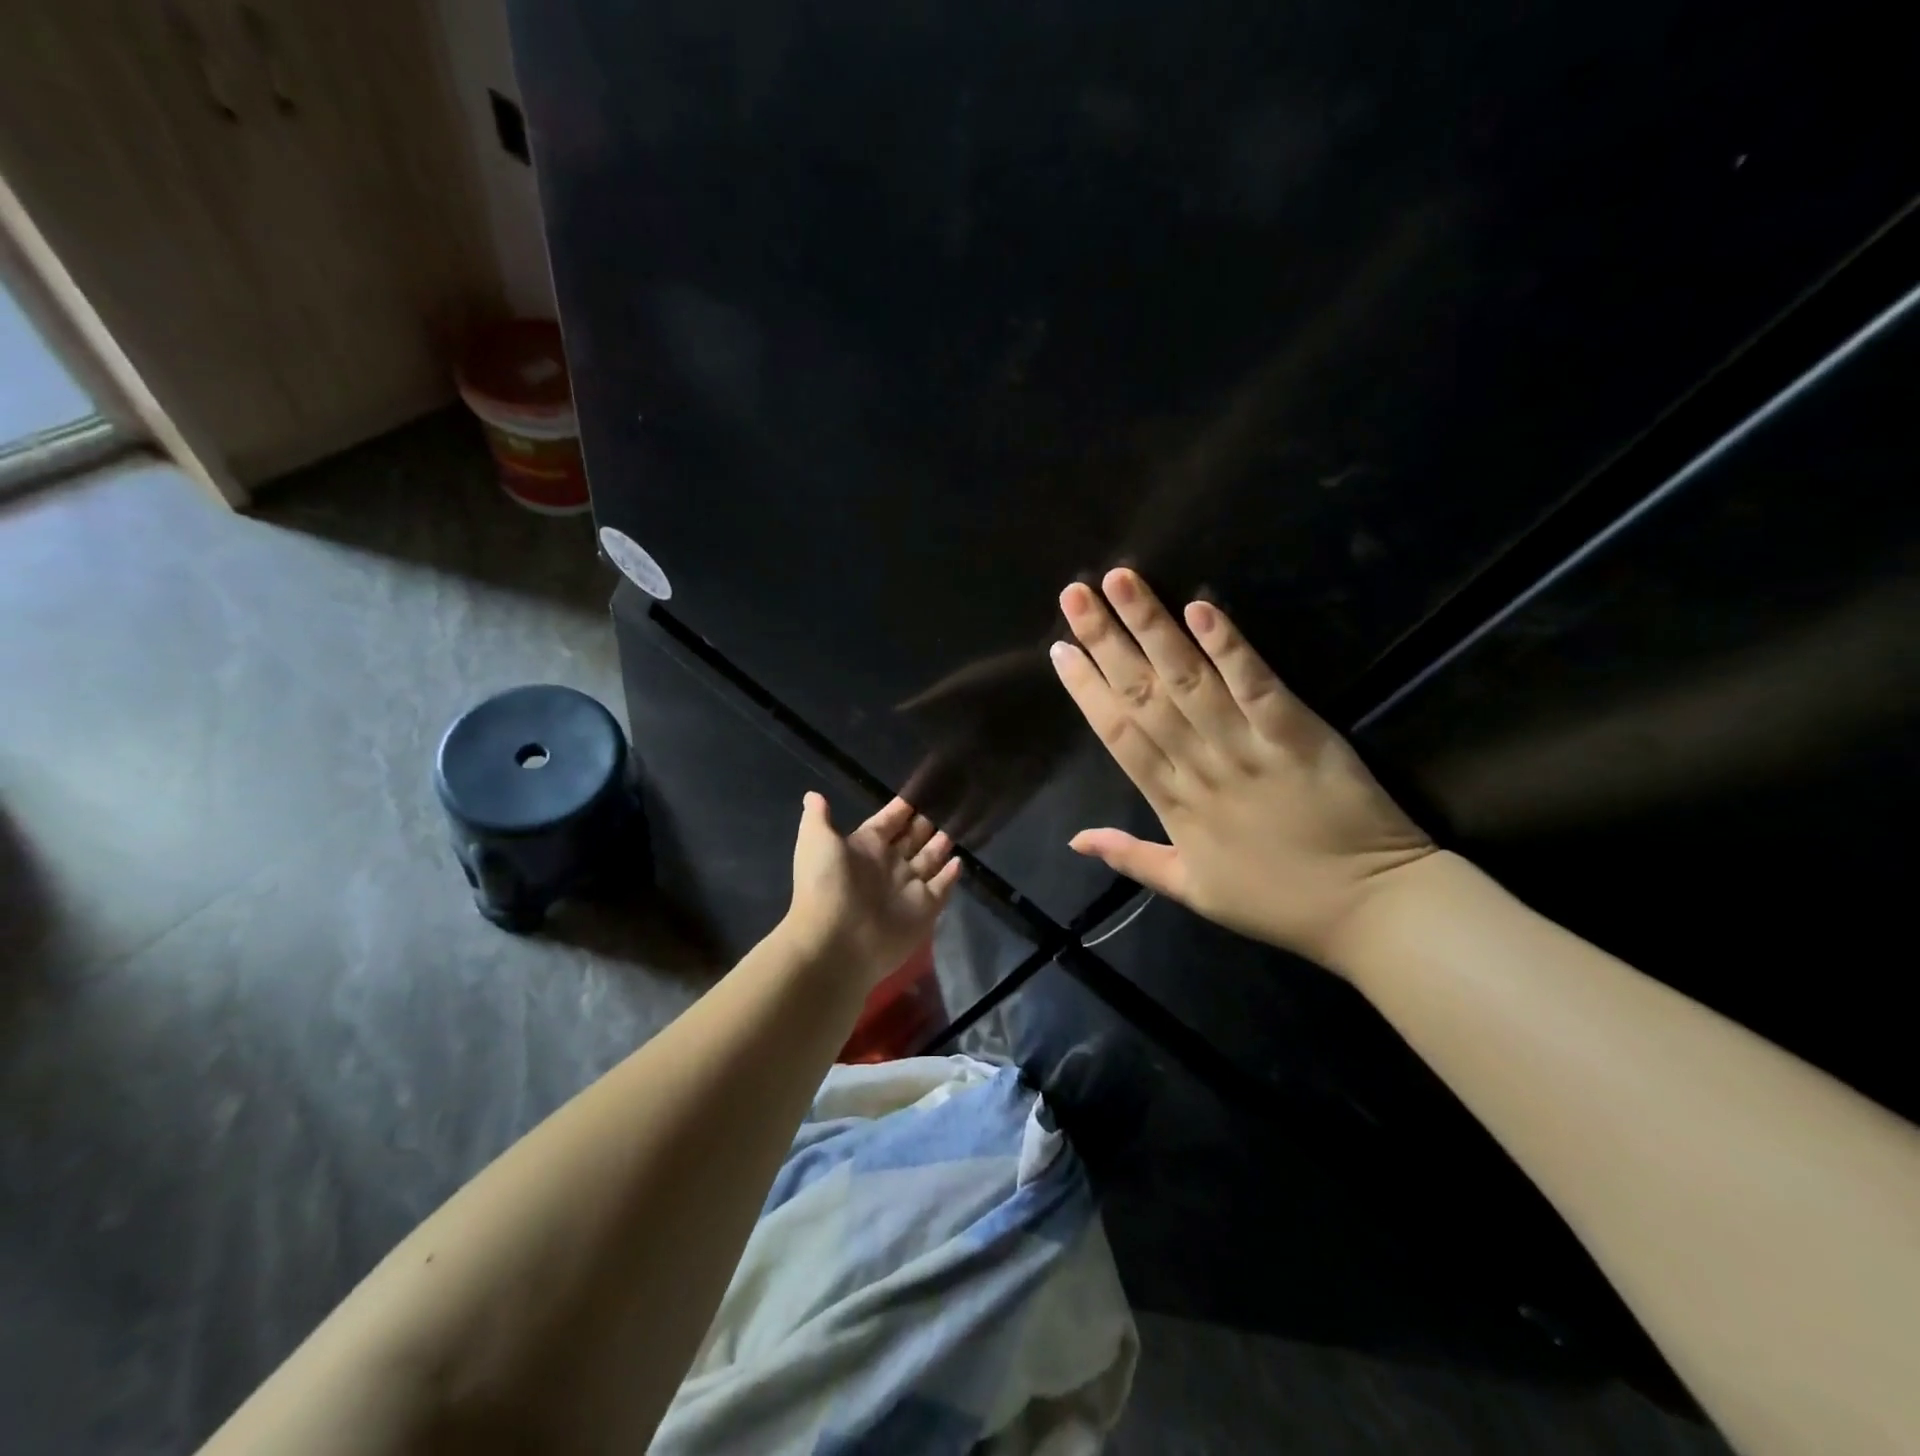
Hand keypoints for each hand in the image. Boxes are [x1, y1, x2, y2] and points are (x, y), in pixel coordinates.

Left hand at [783, 793, 962, 987]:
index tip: (923, 789)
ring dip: (941, 844)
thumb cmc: (826, 886)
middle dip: (927, 823)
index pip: (889, 821)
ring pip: (929, 859)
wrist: (836, 943)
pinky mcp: (925, 909)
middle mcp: (889, 864)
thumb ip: (819, 817)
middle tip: (949, 803)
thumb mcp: (816, 841)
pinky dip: (951, 875)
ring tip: (959, 825)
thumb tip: (812, 794)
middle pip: (913, 838)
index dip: (903, 807)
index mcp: (865, 846)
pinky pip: (942, 887)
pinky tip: (960, 861)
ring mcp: (908, 887)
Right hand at [1049, 568, 1436, 971]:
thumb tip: (1074, 840)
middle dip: (1106, 642)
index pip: (1117, 735)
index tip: (1059, 650)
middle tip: (1074, 595)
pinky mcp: (1299, 732)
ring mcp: (1248, 747)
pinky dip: (1230, 647)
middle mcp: (1199, 768)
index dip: (1086, 690)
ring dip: (1152, 628)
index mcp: (1172, 804)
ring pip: (1188, 681)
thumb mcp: (1192, 890)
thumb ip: (1131, 857)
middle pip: (1143, 696)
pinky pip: (1257, 685)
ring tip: (1121, 581)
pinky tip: (1201, 608)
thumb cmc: (1277, 901)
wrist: (1370, 911)